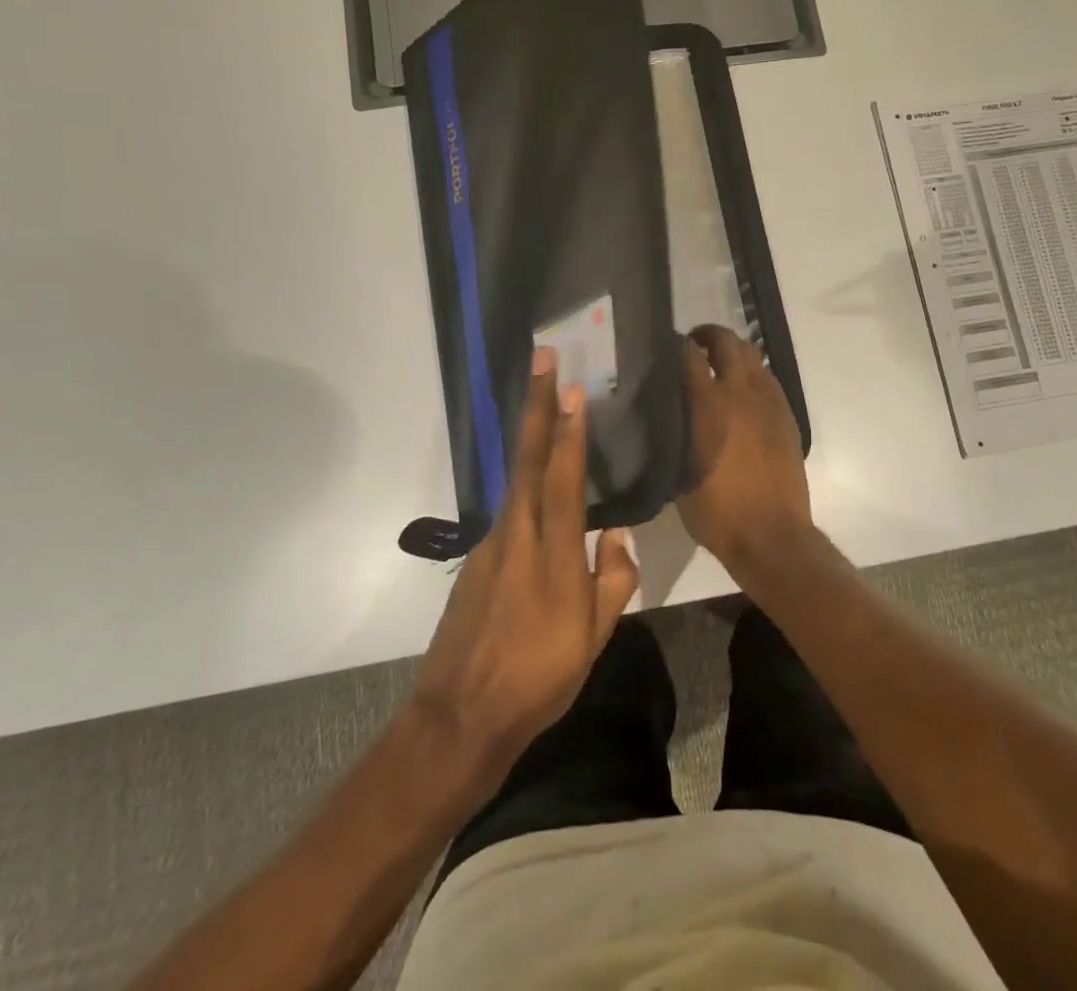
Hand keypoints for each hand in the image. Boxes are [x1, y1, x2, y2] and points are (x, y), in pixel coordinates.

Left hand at [410, 348, 639, 774]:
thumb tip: (617, 533)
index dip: (568, 431)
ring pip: (516, 479)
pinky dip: (524, 481)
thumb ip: (612, 579)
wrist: (460, 718)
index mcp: (551, 554)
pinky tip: (536, 481)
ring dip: (530, 435)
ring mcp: (491, 545)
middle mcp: (517, 536)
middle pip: (528, 459)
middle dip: (536, 405)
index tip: (572, 388)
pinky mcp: (478, 559)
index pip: (562, 478)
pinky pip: (508, 508)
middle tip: (543, 359)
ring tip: (544, 404)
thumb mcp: (593, 638)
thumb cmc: (538, 679)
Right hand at [678, 325, 812, 571]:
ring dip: (733, 351)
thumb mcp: (678, 472)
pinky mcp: (787, 415)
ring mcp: (769, 401)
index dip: (676, 345)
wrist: (771, 535)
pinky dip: (753, 373)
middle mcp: (740, 392)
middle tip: (694, 345)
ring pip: (752, 355)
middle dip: (708, 335)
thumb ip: (673, 432)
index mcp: (708, 404)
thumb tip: (667, 411)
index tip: (665, 348)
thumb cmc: (716, 512)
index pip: (689, 354)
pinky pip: (768, 378)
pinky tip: (743, 390)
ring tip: (719, 363)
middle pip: (727, 342)